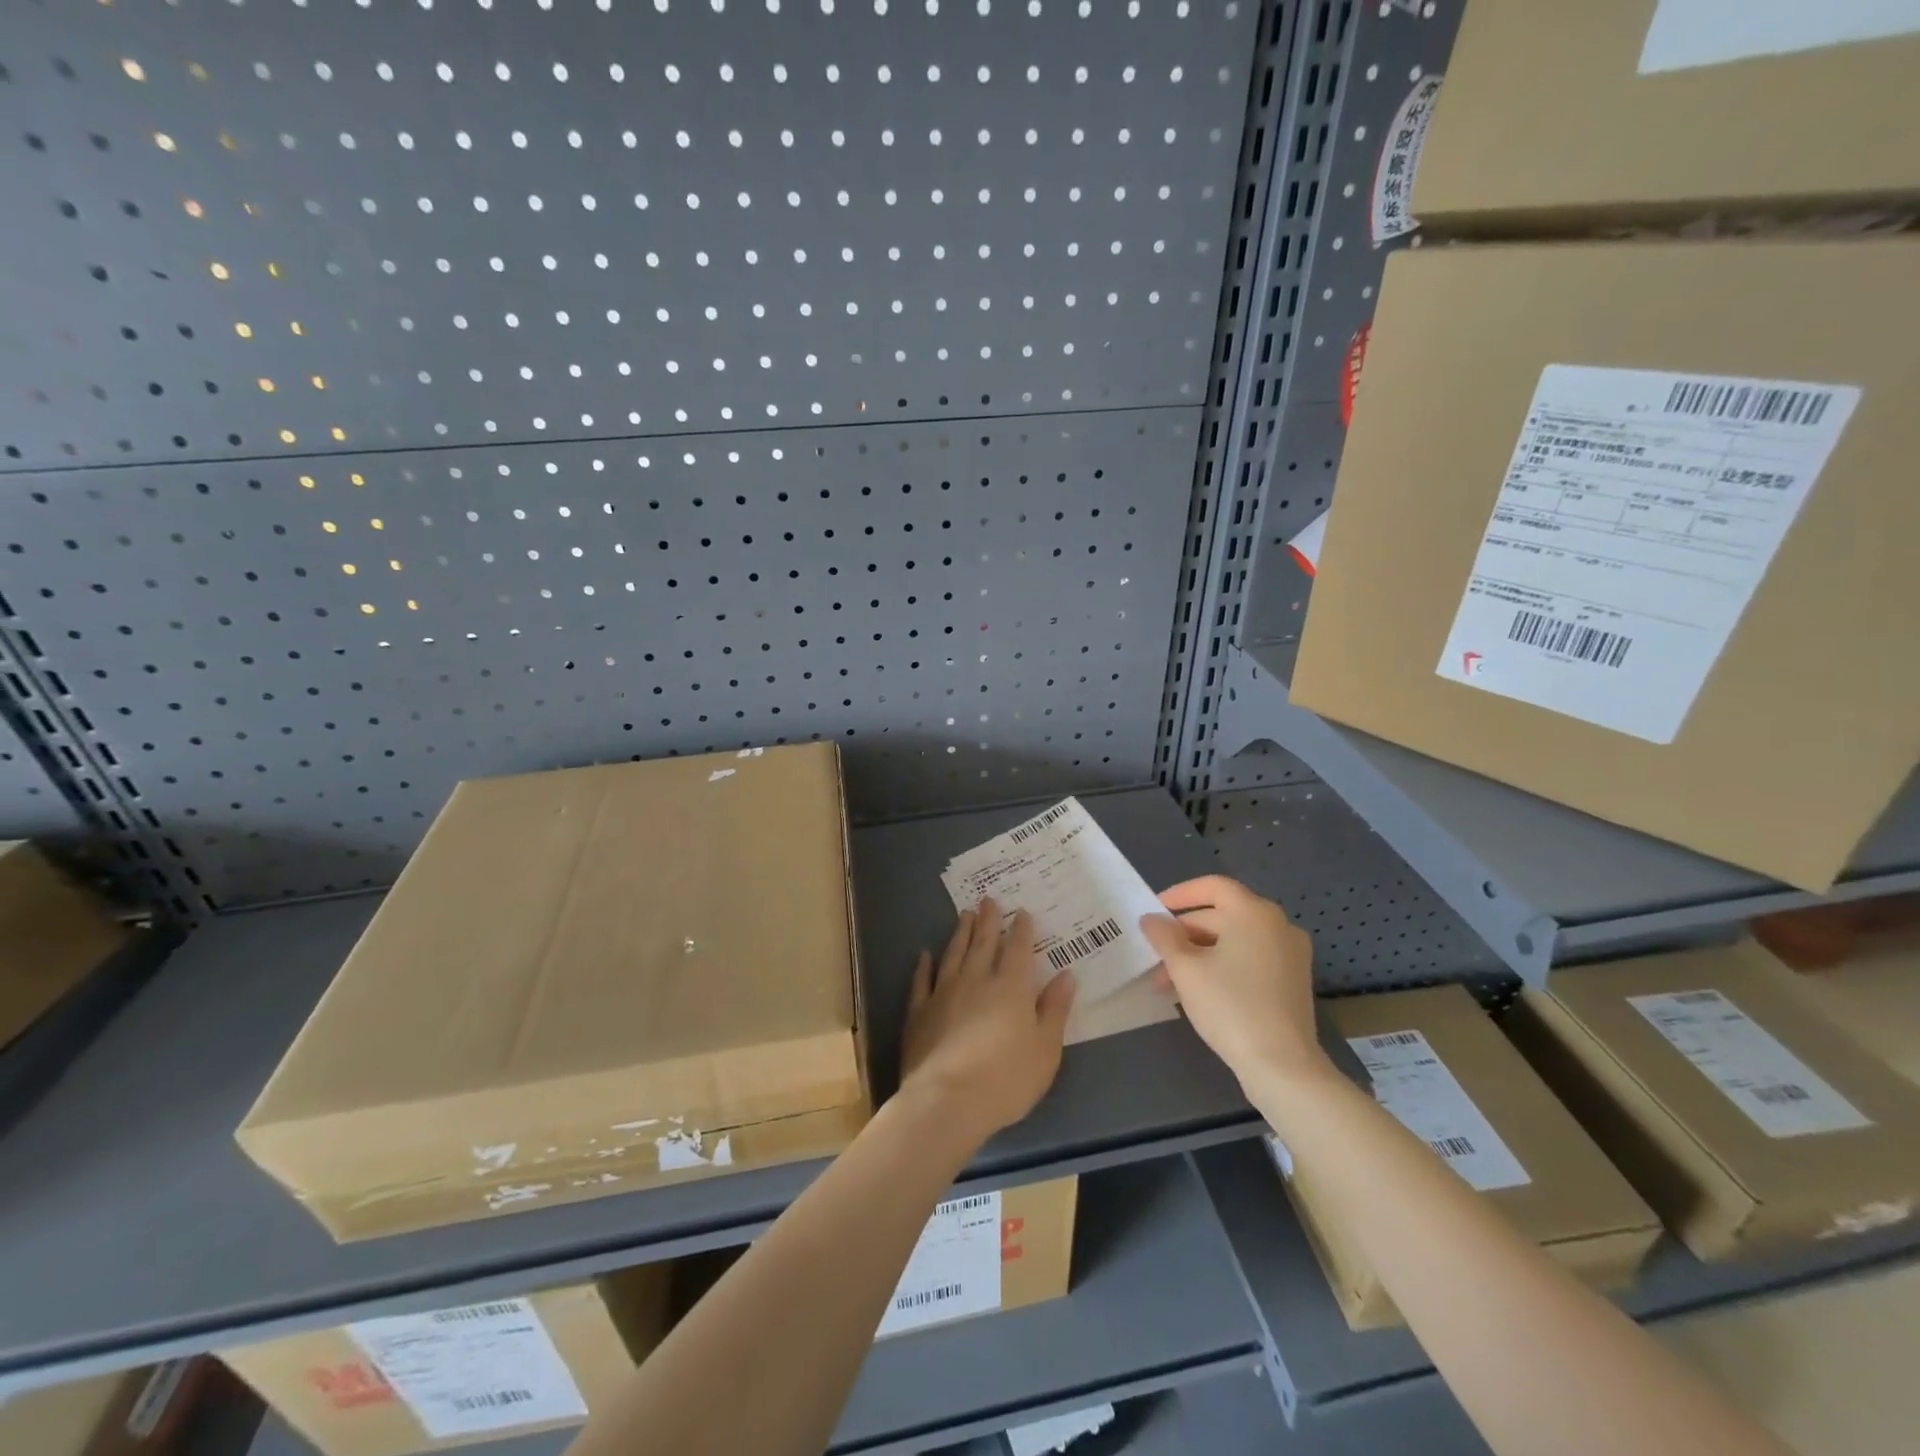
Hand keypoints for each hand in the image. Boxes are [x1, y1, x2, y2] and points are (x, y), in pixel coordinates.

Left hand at [899, 898, 1075, 1143]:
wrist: (947, 1100)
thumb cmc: (1007, 1079)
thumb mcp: (1046, 1049)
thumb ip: (1054, 1009)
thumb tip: (1066, 975)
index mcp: (1011, 987)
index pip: (1019, 949)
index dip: (1022, 929)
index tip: (1022, 912)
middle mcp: (977, 980)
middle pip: (983, 943)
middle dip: (988, 920)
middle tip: (988, 899)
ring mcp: (944, 993)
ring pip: (954, 953)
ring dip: (960, 933)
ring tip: (964, 914)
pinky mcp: (919, 1012)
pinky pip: (922, 981)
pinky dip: (924, 965)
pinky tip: (925, 955)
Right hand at [1139, 875, 1325, 1087]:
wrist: (1282, 1066)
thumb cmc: (1230, 1006)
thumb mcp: (1186, 969)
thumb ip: (1164, 937)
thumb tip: (1151, 919)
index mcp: (1254, 912)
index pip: (1212, 886)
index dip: (1179, 894)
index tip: (1155, 911)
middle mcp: (1277, 925)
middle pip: (1222, 914)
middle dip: (1184, 933)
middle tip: (1156, 955)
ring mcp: (1290, 953)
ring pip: (1235, 940)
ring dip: (1200, 953)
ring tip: (1170, 981)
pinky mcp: (1293, 980)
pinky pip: (1251, 958)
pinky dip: (1223, 965)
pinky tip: (1199, 990)